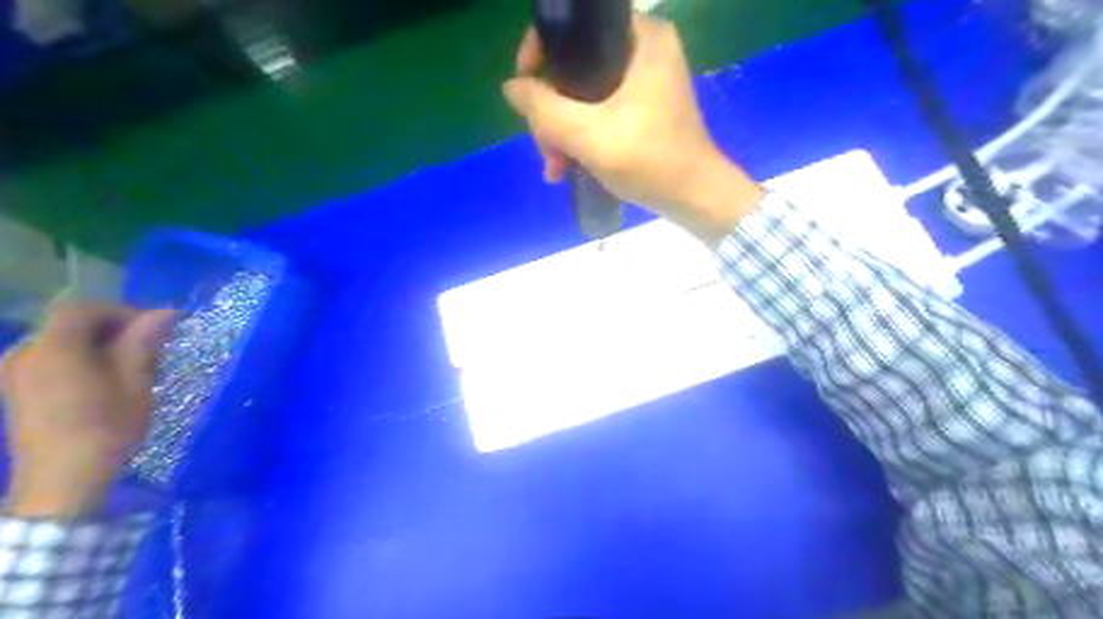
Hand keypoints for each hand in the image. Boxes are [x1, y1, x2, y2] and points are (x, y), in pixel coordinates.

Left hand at [0, 305, 171, 516]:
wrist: (62, 479)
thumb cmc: (106, 427)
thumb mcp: (135, 382)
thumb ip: (143, 343)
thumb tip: (165, 312)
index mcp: (53, 348)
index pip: (82, 309)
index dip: (120, 310)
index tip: (153, 328)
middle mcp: (24, 353)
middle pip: (68, 324)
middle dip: (111, 327)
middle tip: (148, 345)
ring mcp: (14, 374)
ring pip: (60, 341)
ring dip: (96, 343)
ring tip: (130, 364)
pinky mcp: (16, 390)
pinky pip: (50, 358)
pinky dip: (79, 358)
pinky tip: (103, 379)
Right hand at [504, 15, 763, 246]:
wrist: (694, 198)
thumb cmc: (649, 161)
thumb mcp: (589, 135)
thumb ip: (544, 109)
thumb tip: (510, 87)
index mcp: (640, 38)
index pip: (576, 27)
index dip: (541, 52)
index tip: (525, 89)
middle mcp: (644, 48)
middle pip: (575, 65)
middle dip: (552, 110)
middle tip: (545, 148)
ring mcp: (644, 79)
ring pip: (583, 92)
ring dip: (562, 130)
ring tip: (555, 166)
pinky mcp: (643, 105)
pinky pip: (598, 109)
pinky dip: (581, 135)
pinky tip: (566, 166)